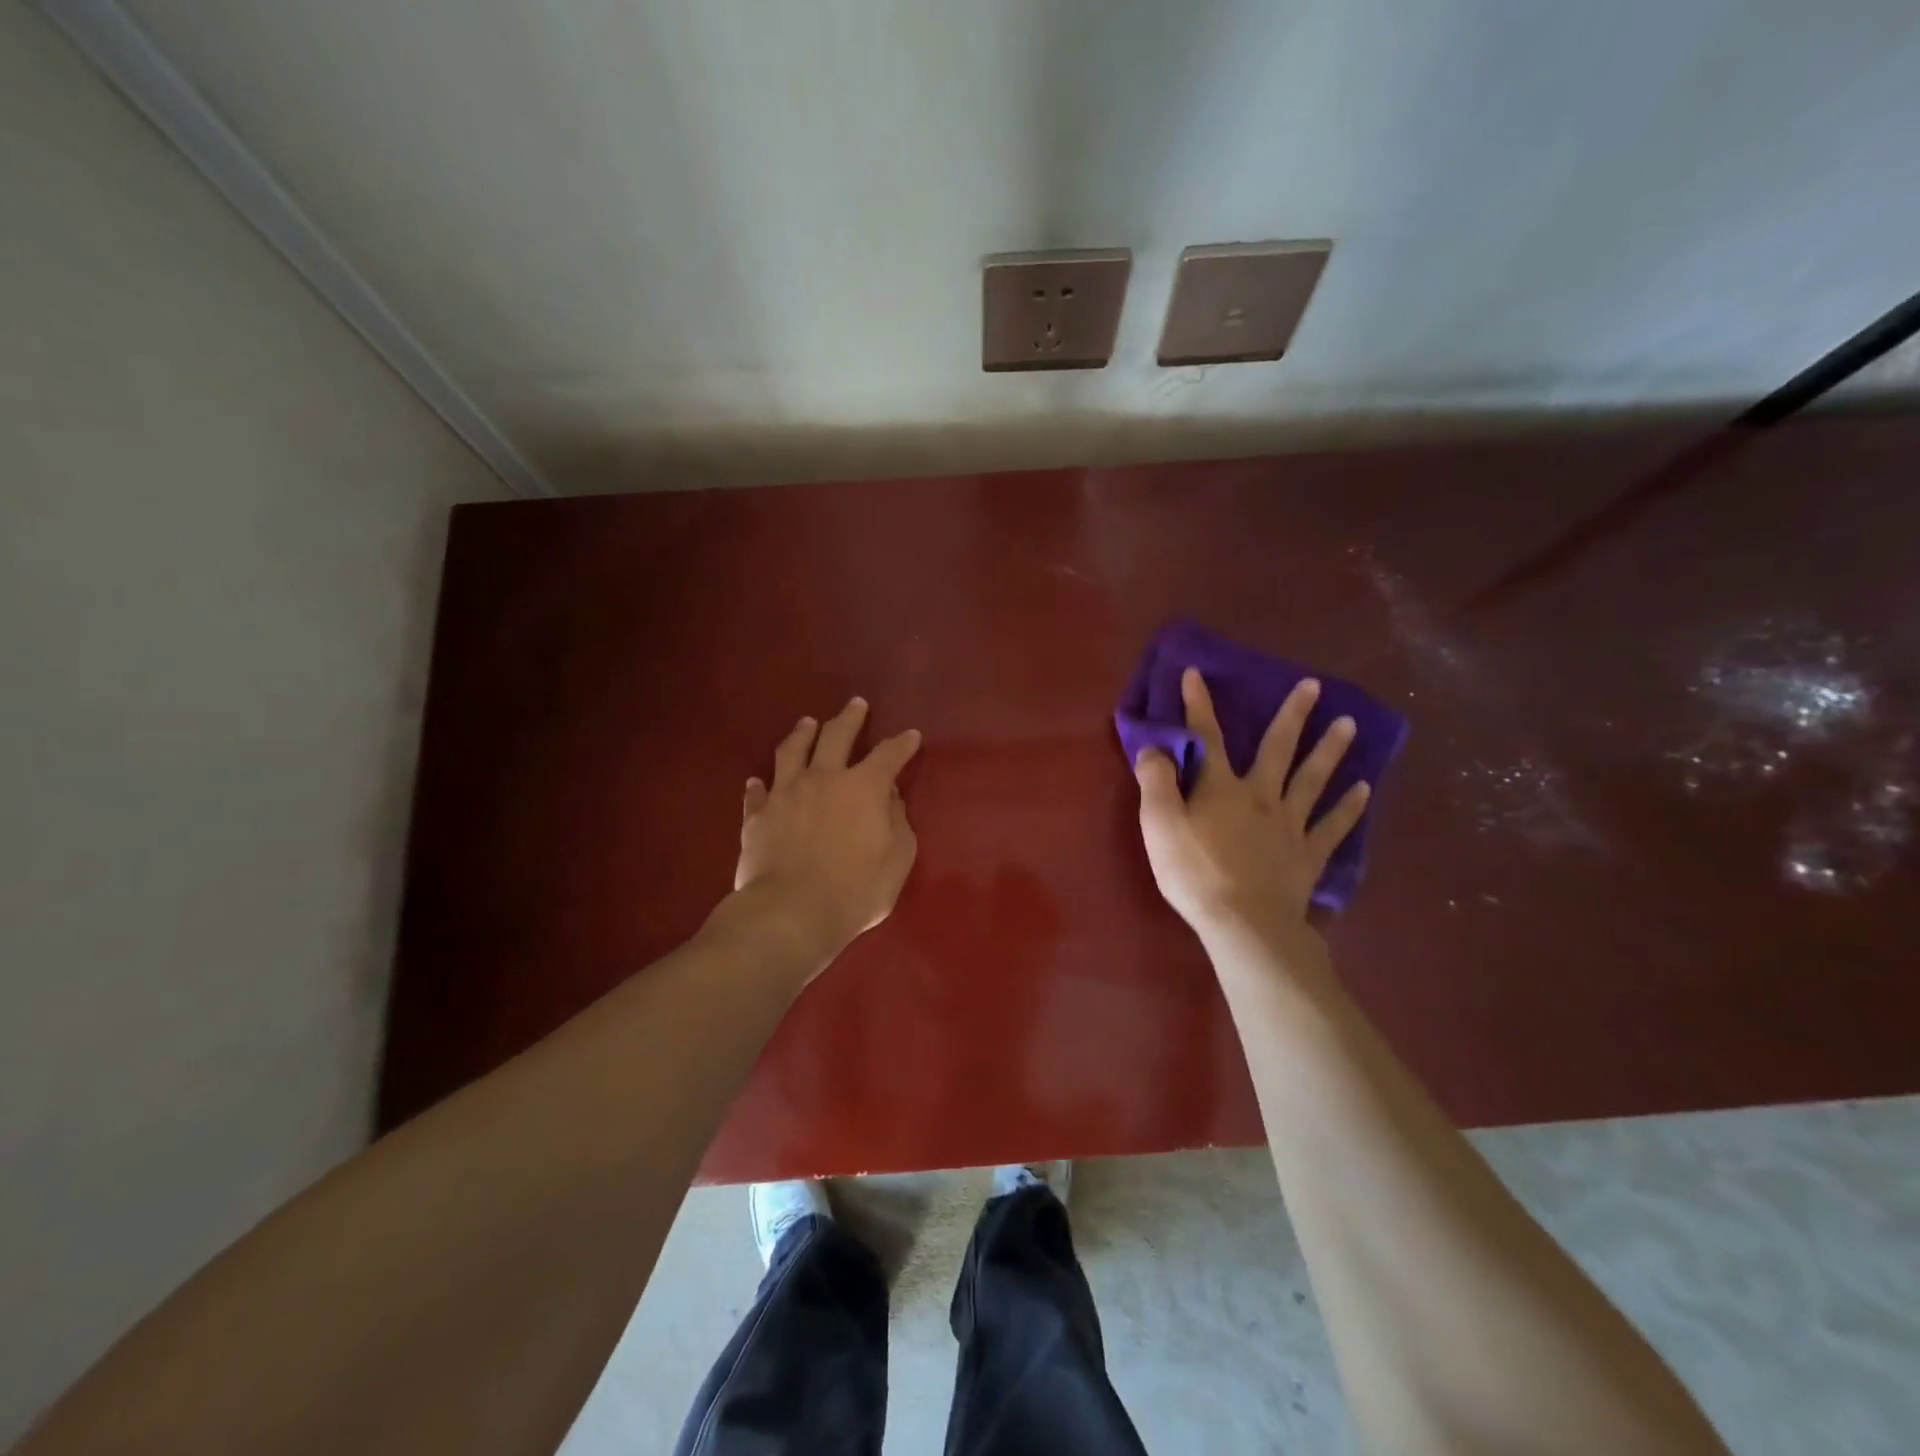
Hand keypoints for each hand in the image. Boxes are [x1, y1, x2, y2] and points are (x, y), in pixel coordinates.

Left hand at [732, 696, 921, 975]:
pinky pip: (757, 793)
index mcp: (863, 787)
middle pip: (836, 736)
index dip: (902, 744)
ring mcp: (785, 794)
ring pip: (792, 752)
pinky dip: (759, 785)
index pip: (889, 755)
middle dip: (849, 718)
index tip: (910, 736)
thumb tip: (889, 799)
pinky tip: (757, 781)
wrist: (791, 913)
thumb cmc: (856, 890)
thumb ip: (897, 823)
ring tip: (807, 722)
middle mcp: (823, 778)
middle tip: (856, 704)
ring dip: (802, 734)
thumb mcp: (898, 858)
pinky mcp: (757, 817)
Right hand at [1134, 669, 1369, 951]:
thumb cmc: (1194, 873)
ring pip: (1312, 779)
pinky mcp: (1307, 855)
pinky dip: (1349, 807)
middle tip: (1313, 685)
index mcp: (1220, 788)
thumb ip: (1156, 782)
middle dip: (1291, 715)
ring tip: (1348, 724)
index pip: (1206, 737)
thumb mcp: (1159, 825)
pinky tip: (1365, 790)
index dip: (1199, 704)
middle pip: (1277, 749)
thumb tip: (1154, 747)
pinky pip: (1332, 826)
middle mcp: (1260, 796)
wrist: (1244, 924)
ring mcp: (1289, 825)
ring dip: (1330, 750)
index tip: (1196, 673)